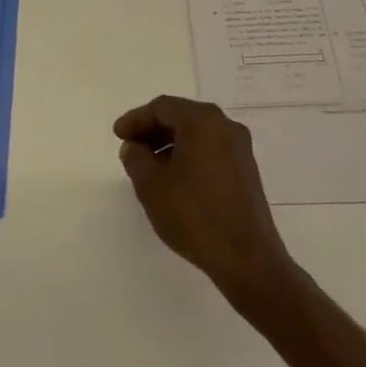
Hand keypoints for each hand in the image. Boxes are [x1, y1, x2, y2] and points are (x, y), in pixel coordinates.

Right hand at [115, 95, 294, 300]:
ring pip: (196, 134)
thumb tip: (134, 147)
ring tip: (148, 166)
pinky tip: (174, 179)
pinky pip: (210, 150)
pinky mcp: (246, 171)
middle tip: (130, 147)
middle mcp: (225, 126)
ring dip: (169, 144)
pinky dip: (188, 155)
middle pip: (181, 117)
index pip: (162, 107)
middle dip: (152, 130)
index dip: (136, 119)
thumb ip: (136, 158)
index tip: (118, 135)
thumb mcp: (151, 185)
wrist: (247, 258)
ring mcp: (240, 148)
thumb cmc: (194, 215)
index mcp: (203, 120)